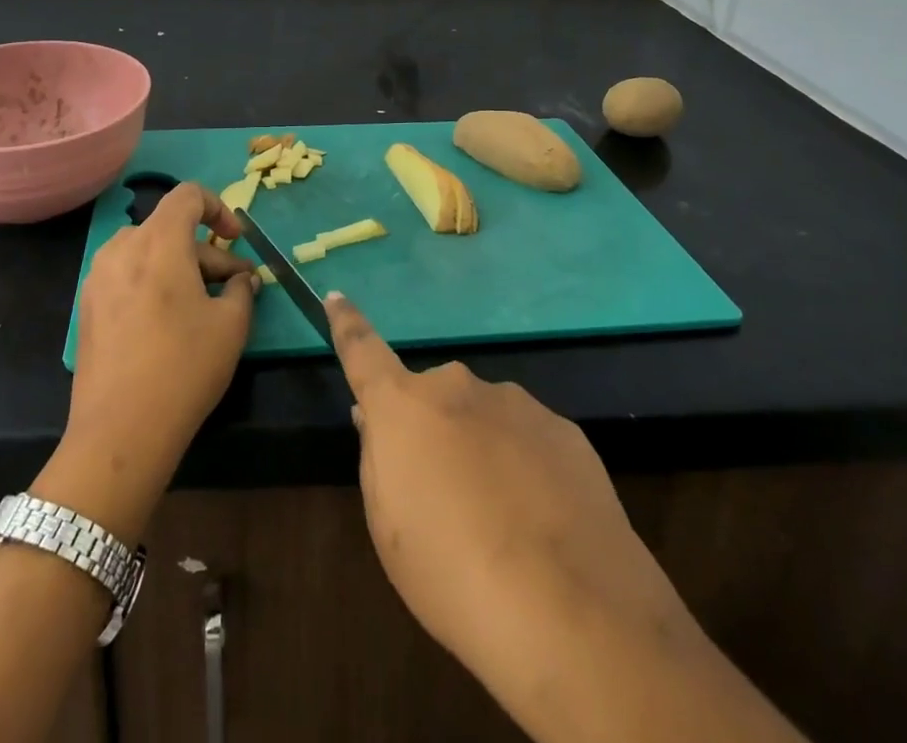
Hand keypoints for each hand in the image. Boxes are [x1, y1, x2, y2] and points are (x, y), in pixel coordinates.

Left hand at [42, 185, 259, 540]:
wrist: (119, 432)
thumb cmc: (183, 367)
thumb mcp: (231, 325)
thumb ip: (242, 289)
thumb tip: (242, 280)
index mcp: (158, 241)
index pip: (188, 194)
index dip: (218, 208)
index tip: (236, 240)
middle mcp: (122, 247)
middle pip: (171, 229)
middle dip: (207, 252)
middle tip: (235, 287)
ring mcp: (98, 277)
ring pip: (149, 253)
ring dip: (181, 267)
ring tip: (205, 305)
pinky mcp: (88, 307)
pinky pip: (128, 276)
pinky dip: (154, 283)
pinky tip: (171, 323)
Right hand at [327, 293, 695, 697]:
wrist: (569, 610)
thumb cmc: (453, 573)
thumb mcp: (389, 527)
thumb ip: (378, 459)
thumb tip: (376, 420)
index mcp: (405, 406)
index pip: (363, 352)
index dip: (347, 324)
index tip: (337, 296)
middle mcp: (457, 386)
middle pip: (433, 399)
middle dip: (433, 431)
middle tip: (445, 495)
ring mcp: (515, 402)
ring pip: (484, 418)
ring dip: (482, 451)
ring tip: (502, 524)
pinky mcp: (563, 429)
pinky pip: (528, 440)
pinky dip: (525, 468)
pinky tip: (542, 523)